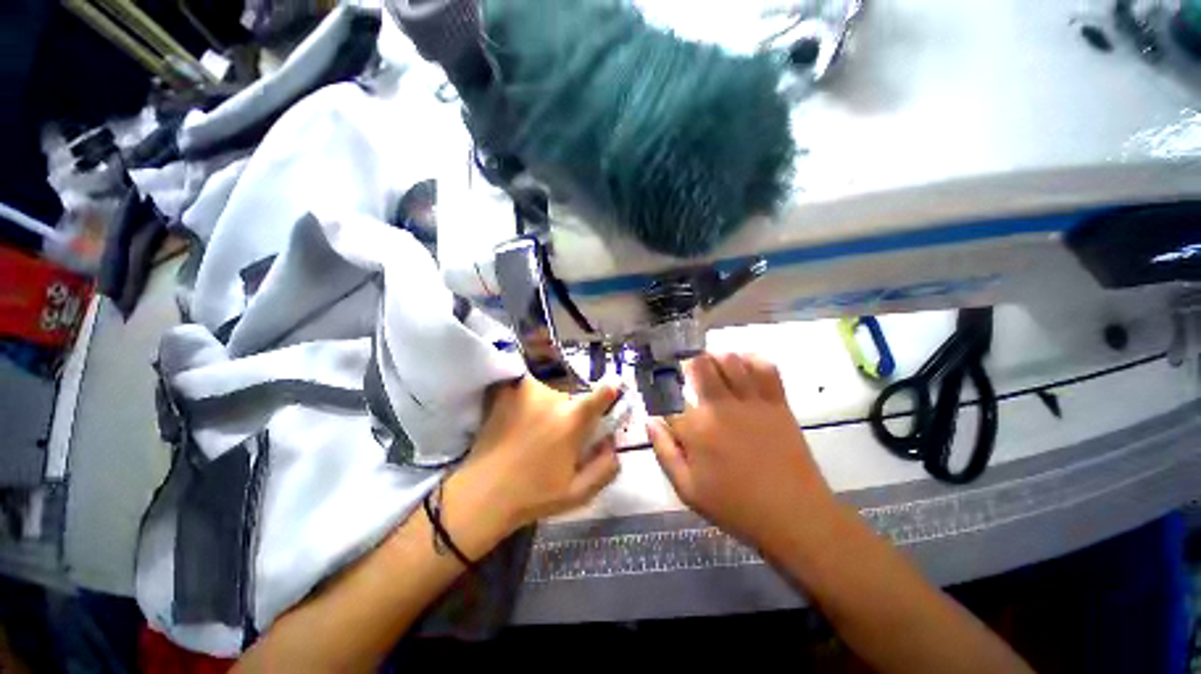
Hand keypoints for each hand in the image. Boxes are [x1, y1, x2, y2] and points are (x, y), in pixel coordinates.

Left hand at [454, 376, 620, 536]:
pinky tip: (515, 419)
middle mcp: (552, 398)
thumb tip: (613, 443)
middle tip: (557, 435)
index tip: (612, 391)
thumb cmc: (533, 496)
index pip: (601, 394)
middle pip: (572, 398)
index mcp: (572, 421)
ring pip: (549, 393)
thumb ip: (605, 467)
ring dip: (547, 407)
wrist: (482, 495)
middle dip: (570, 413)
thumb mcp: (578, 493)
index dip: (609, 392)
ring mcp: (526, 391)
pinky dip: (526, 399)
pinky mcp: (506, 391)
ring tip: (532, 431)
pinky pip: (527, 389)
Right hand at [647, 352, 831, 549]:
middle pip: (699, 366)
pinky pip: (765, 368)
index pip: (671, 397)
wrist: (794, 517)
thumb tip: (650, 421)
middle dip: (689, 364)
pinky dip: (752, 359)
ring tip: (712, 365)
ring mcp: (751, 402)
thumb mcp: (687, 490)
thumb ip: (664, 452)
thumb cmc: (735, 507)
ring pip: (730, 360)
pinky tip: (744, 364)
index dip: (664, 394)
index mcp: (696, 428)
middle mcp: (721, 406)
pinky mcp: (777, 402)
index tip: (664, 394)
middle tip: (688, 372)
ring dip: (716, 357)